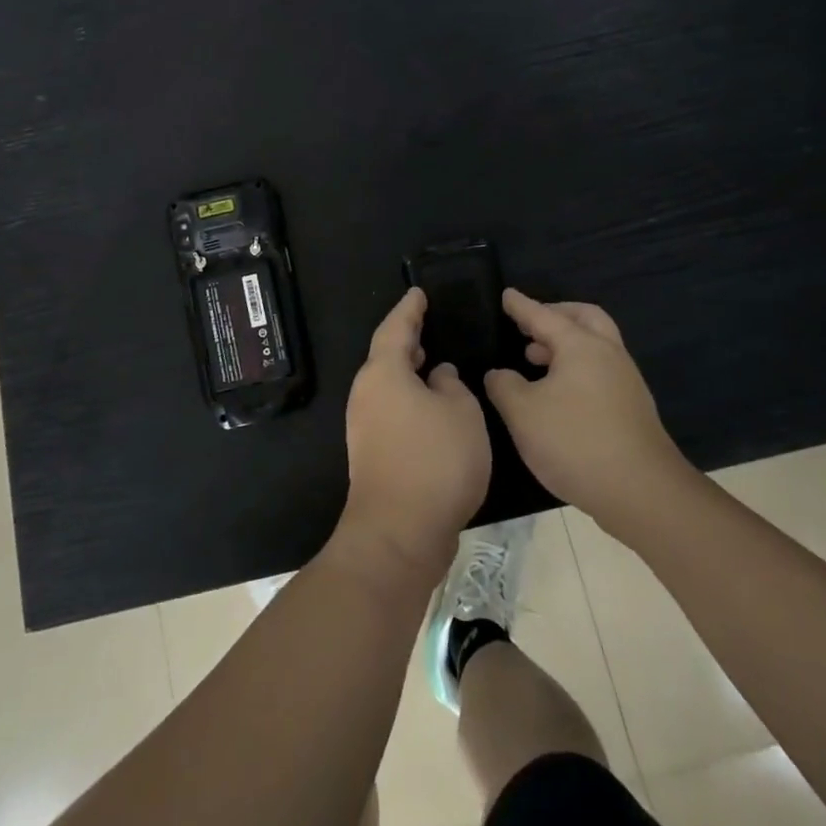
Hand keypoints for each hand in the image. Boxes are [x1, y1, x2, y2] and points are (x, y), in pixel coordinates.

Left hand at [338, 288, 491, 579]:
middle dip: (407, 340)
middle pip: (386, 356)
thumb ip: (452, 385)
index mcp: (384, 373)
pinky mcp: (371, 452)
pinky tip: (432, 407)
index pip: (396, 328)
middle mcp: (366, 393)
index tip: (418, 293)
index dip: (409, 309)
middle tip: (429, 325)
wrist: (399, 532)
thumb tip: (438, 376)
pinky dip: (409, 398)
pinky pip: (391, 409)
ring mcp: (364, 425)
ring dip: (409, 372)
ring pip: (388, 384)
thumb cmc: (435, 461)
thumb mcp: (461, 412)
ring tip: (434, 362)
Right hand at [484, 290, 689, 537]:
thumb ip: (504, 386)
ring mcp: (626, 381)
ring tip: (536, 359)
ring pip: (596, 344)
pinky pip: (601, 369)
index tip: (506, 295)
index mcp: (581, 346)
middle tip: (531, 324)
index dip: (522, 306)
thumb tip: (499, 374)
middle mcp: (608, 354)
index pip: (544, 316)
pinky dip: (577, 366)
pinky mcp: (633, 408)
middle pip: (584, 317)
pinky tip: (558, 393)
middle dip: (556, 314)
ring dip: (567, 343)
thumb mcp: (523, 414)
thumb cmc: (576, 442)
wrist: (643, 493)